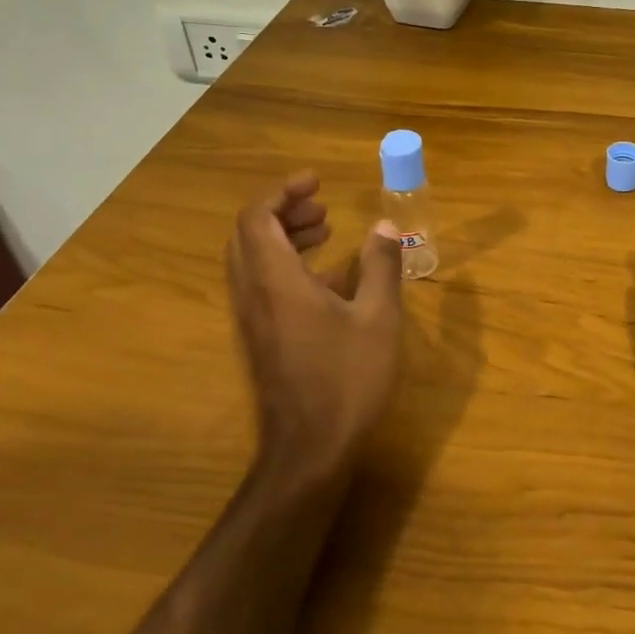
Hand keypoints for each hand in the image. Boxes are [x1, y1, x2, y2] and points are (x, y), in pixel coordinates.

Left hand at [227, 172, 404, 479]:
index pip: (257, 218)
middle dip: (283, 210)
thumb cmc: (347, 380)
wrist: (310, 451)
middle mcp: (253, 295)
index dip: (282, 191)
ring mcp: (252, 320)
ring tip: (327, 230)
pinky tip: (330, 279)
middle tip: (322, 204)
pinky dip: (286, 265)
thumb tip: (385, 226)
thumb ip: (381, 266)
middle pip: (249, 235)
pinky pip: (262, 285)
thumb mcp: (378, 319)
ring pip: (253, 260)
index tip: (317, 182)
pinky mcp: (260, 339)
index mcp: (276, 282)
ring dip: (284, 236)